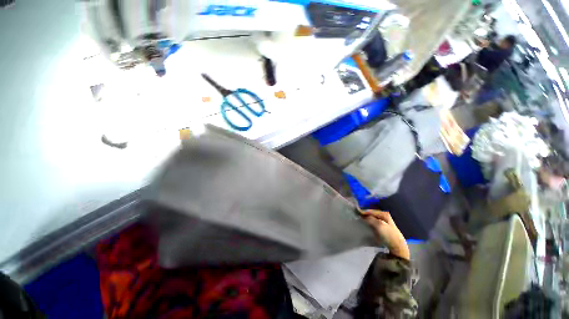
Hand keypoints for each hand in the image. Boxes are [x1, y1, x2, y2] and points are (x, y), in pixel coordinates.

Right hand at [363, 210, 409, 260]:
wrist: (397, 247)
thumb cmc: (389, 235)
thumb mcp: (379, 225)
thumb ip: (370, 219)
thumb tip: (362, 216)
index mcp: (384, 214)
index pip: (370, 211)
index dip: (363, 212)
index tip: (356, 214)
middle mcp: (383, 216)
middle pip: (371, 215)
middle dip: (365, 216)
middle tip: (358, 218)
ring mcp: (383, 222)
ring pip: (372, 219)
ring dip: (366, 220)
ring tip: (360, 222)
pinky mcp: (383, 228)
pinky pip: (374, 224)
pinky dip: (369, 224)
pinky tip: (366, 226)